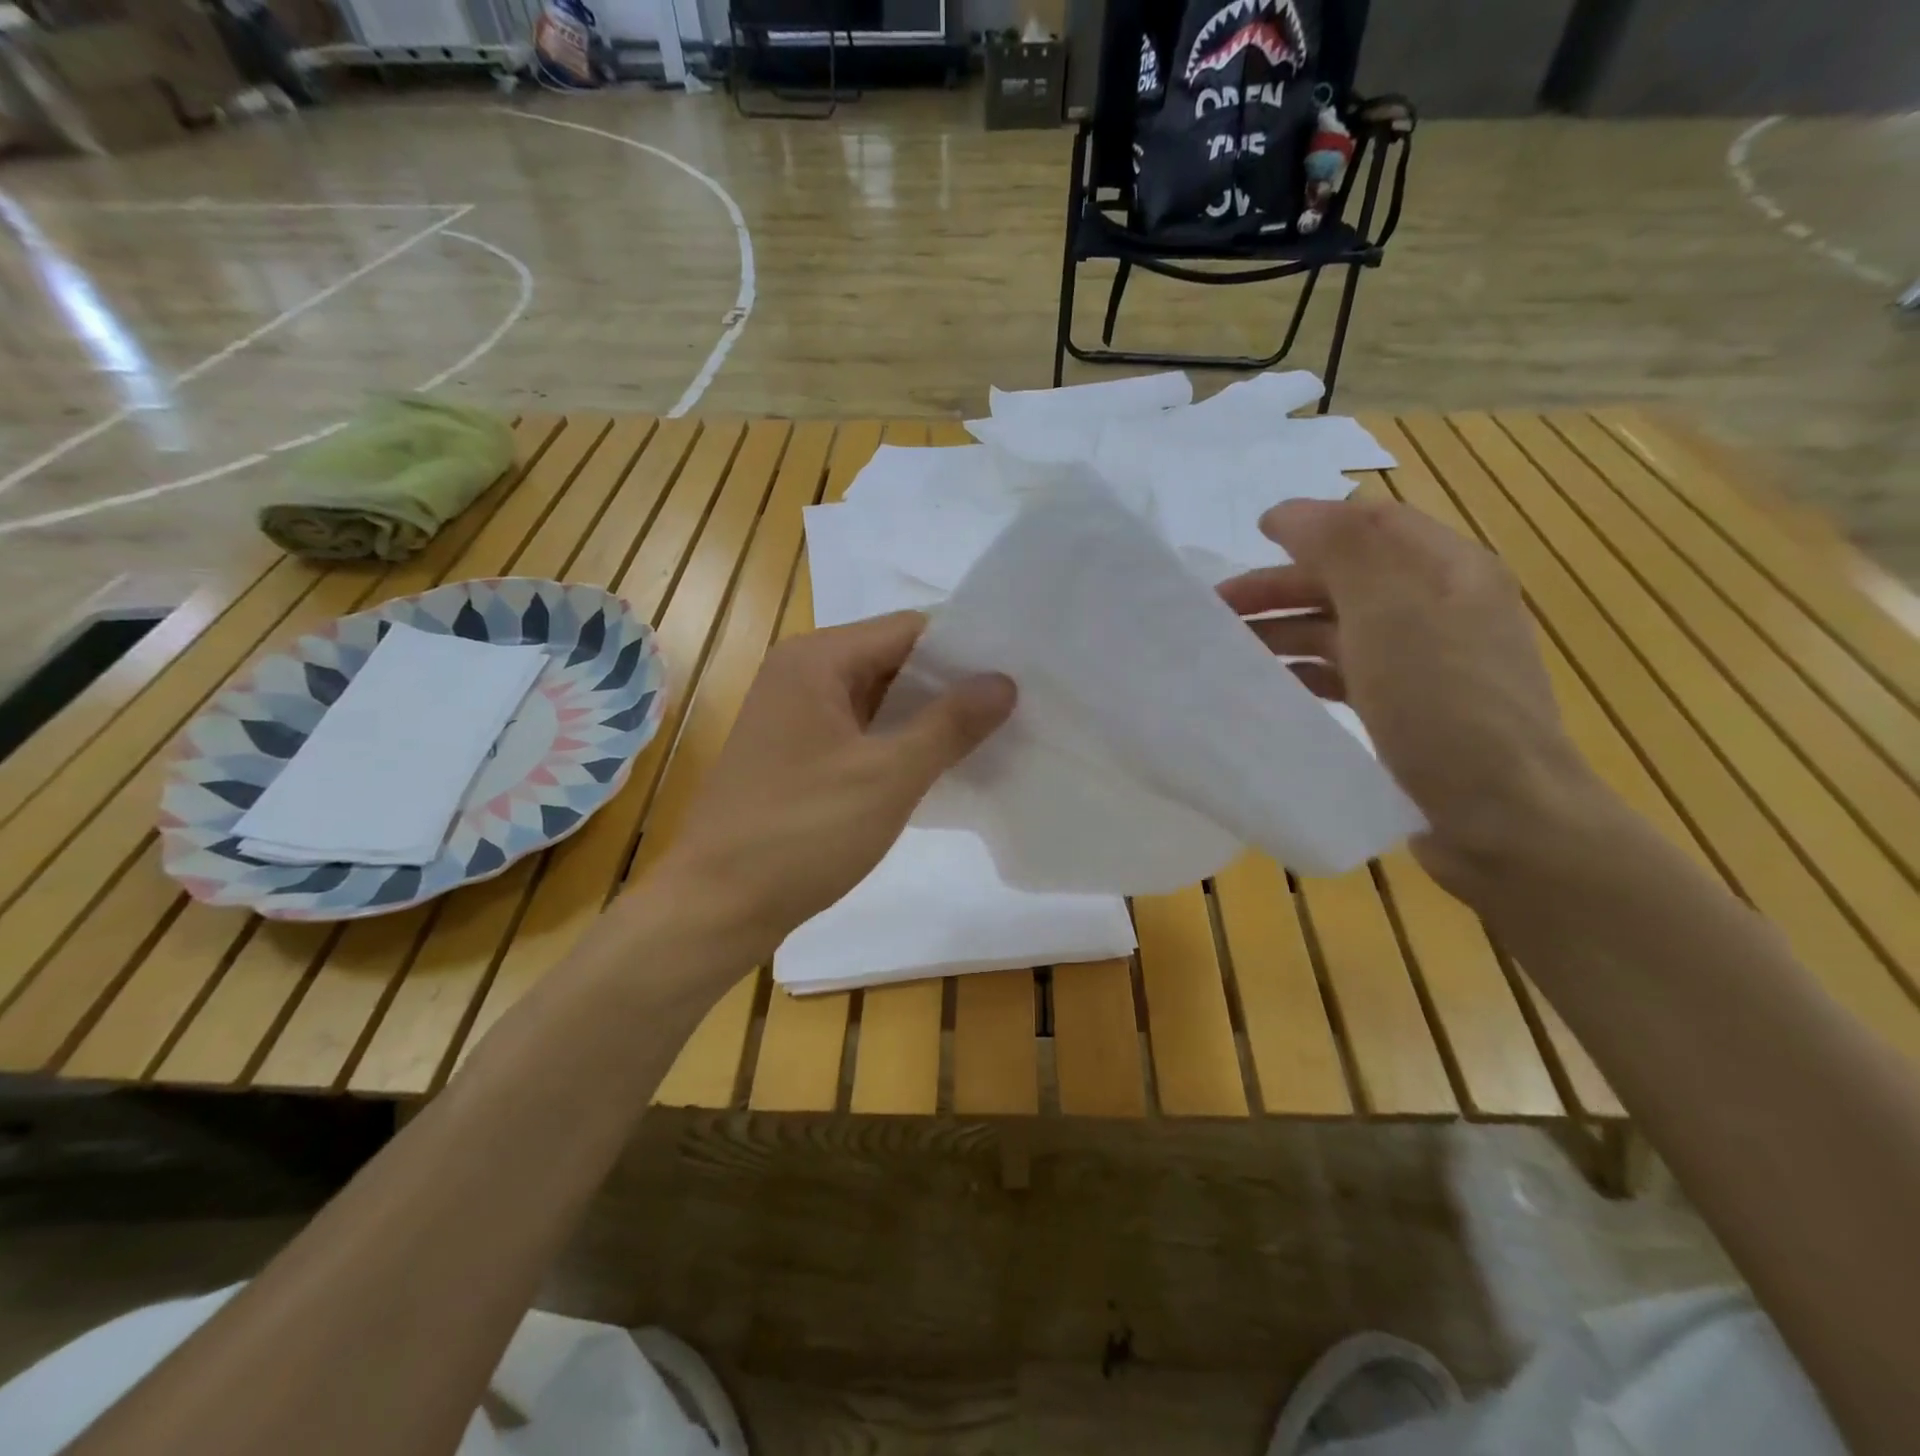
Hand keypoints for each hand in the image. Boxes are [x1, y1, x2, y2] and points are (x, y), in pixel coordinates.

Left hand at [652, 612, 1015, 960]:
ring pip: (877, 698)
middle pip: (893, 659)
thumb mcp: (889, 777)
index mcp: (817, 659)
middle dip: (950, 684)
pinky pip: (859, 731)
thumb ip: (950, 723)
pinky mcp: (795, 754)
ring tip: (991, 734)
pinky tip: (939, 764)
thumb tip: (1004, 681)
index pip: (909, 629)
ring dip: (926, 715)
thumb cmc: (802, 833)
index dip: (965, 648)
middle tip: (1015, 706)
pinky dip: (898, 742)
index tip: (1018, 672)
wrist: (717, 906)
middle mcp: (801, 673)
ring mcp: (794, 715)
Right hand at [1219, 497, 1609, 897]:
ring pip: (1341, 629)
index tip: (1250, 537)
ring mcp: (1426, 664)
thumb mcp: (1392, 611)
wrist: (1501, 818)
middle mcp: (1440, 609)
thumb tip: (1288, 513)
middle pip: (1348, 579)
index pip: (1371, 525)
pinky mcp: (1409, 711)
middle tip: (1218, 608)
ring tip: (1231, 652)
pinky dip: (1305, 671)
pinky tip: (1272, 687)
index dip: (1310, 524)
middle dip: (1281, 586)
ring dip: (1285, 631)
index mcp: (1449, 571)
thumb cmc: (1443, 704)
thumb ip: (1341, 548)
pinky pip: (1345, 674)